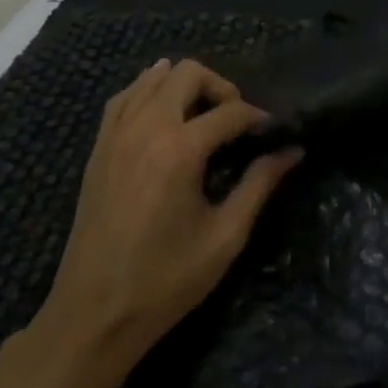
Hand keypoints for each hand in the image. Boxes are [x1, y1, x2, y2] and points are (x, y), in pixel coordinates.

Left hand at [33, 58, 301, 371]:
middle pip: (187, 74)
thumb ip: (259, 185)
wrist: (95, 313)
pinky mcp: (98, 150)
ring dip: (184, 86)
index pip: (229, 111)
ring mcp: (115, 136)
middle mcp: (145, 129)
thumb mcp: (225, 236)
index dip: (257, 117)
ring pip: (151, 78)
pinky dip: (147, 93)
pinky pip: (123, 99)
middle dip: (221, 88)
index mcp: (180, 149)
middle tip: (237, 121)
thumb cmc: (167, 279)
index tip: (273, 133)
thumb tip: (292, 151)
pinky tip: (164, 116)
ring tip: (204, 117)